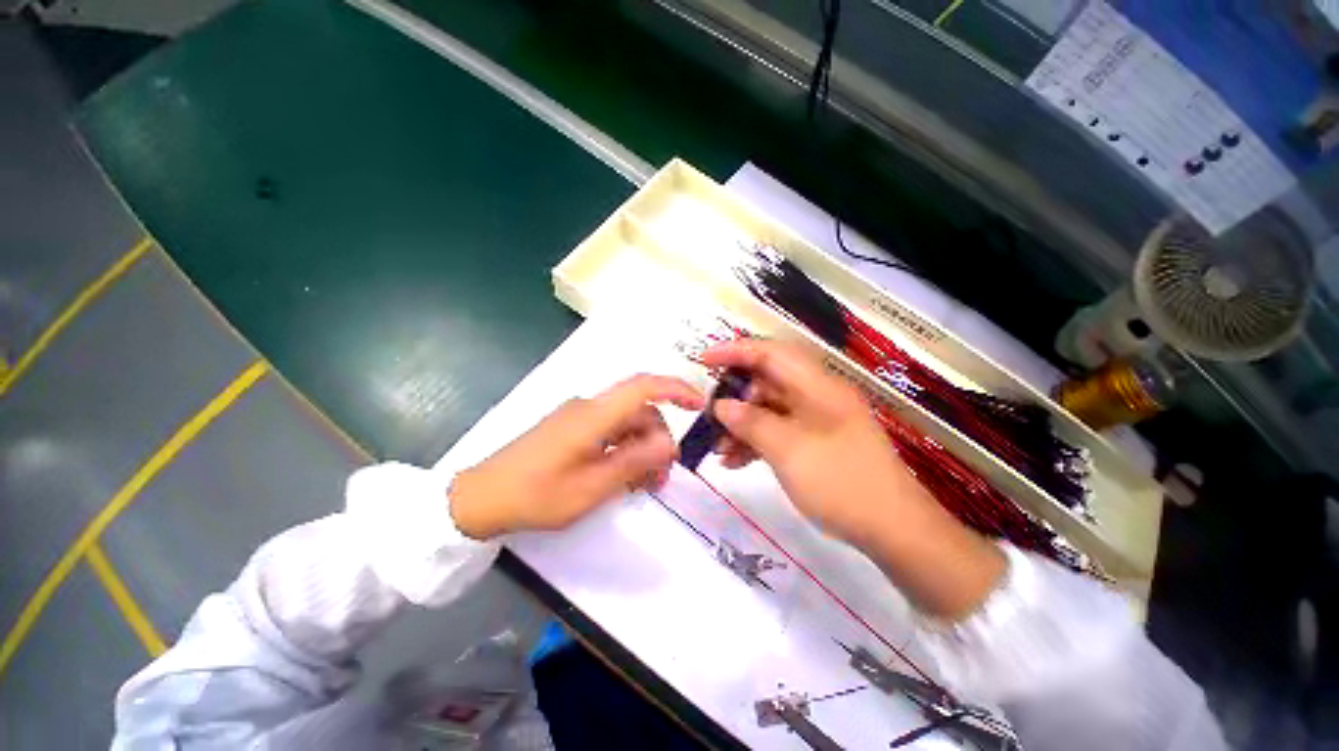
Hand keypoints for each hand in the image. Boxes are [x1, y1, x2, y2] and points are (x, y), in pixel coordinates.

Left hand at [449, 375, 704, 539]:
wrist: (480, 498)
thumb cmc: (536, 495)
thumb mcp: (591, 487)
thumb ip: (634, 462)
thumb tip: (670, 443)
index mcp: (594, 415)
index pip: (643, 386)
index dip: (675, 389)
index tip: (699, 405)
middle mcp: (589, 407)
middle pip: (638, 410)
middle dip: (659, 437)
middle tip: (665, 474)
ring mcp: (578, 417)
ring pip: (625, 422)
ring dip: (642, 447)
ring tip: (646, 483)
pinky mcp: (571, 429)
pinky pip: (609, 432)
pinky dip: (624, 449)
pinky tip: (624, 476)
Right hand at [700, 339, 1004, 619]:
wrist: (895, 531)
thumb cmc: (842, 484)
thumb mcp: (788, 451)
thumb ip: (751, 423)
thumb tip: (721, 405)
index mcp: (818, 386)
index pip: (770, 353)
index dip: (735, 351)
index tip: (703, 360)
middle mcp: (817, 396)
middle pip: (767, 382)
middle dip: (735, 398)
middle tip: (709, 417)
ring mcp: (817, 420)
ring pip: (769, 409)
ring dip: (742, 424)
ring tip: (717, 448)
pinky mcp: (816, 442)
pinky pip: (779, 431)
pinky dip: (756, 442)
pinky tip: (735, 462)